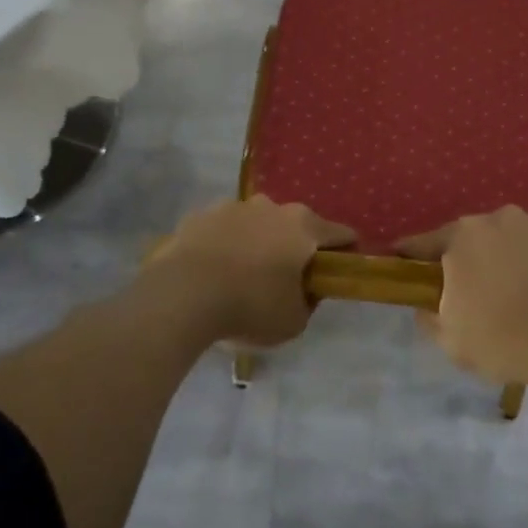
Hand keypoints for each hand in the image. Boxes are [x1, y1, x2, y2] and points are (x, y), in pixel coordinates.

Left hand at [144, 196, 354, 347]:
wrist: (182, 294)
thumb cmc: (249, 306)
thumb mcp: (293, 321)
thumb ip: (308, 302)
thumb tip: (305, 290)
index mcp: (303, 227)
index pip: (339, 233)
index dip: (346, 250)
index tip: (342, 267)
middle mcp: (271, 206)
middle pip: (294, 224)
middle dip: (295, 246)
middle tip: (287, 278)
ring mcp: (232, 207)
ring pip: (255, 223)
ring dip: (256, 243)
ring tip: (243, 275)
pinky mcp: (199, 215)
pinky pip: (221, 231)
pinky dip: (223, 246)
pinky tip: (213, 272)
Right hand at [397, 207, 527, 386]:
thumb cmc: (508, 340)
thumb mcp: (454, 343)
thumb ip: (430, 319)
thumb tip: (424, 306)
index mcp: (462, 238)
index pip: (425, 242)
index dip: (411, 254)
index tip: (401, 259)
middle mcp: (497, 218)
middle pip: (473, 237)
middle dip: (470, 259)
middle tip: (476, 290)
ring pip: (512, 236)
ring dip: (509, 255)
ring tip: (521, 289)